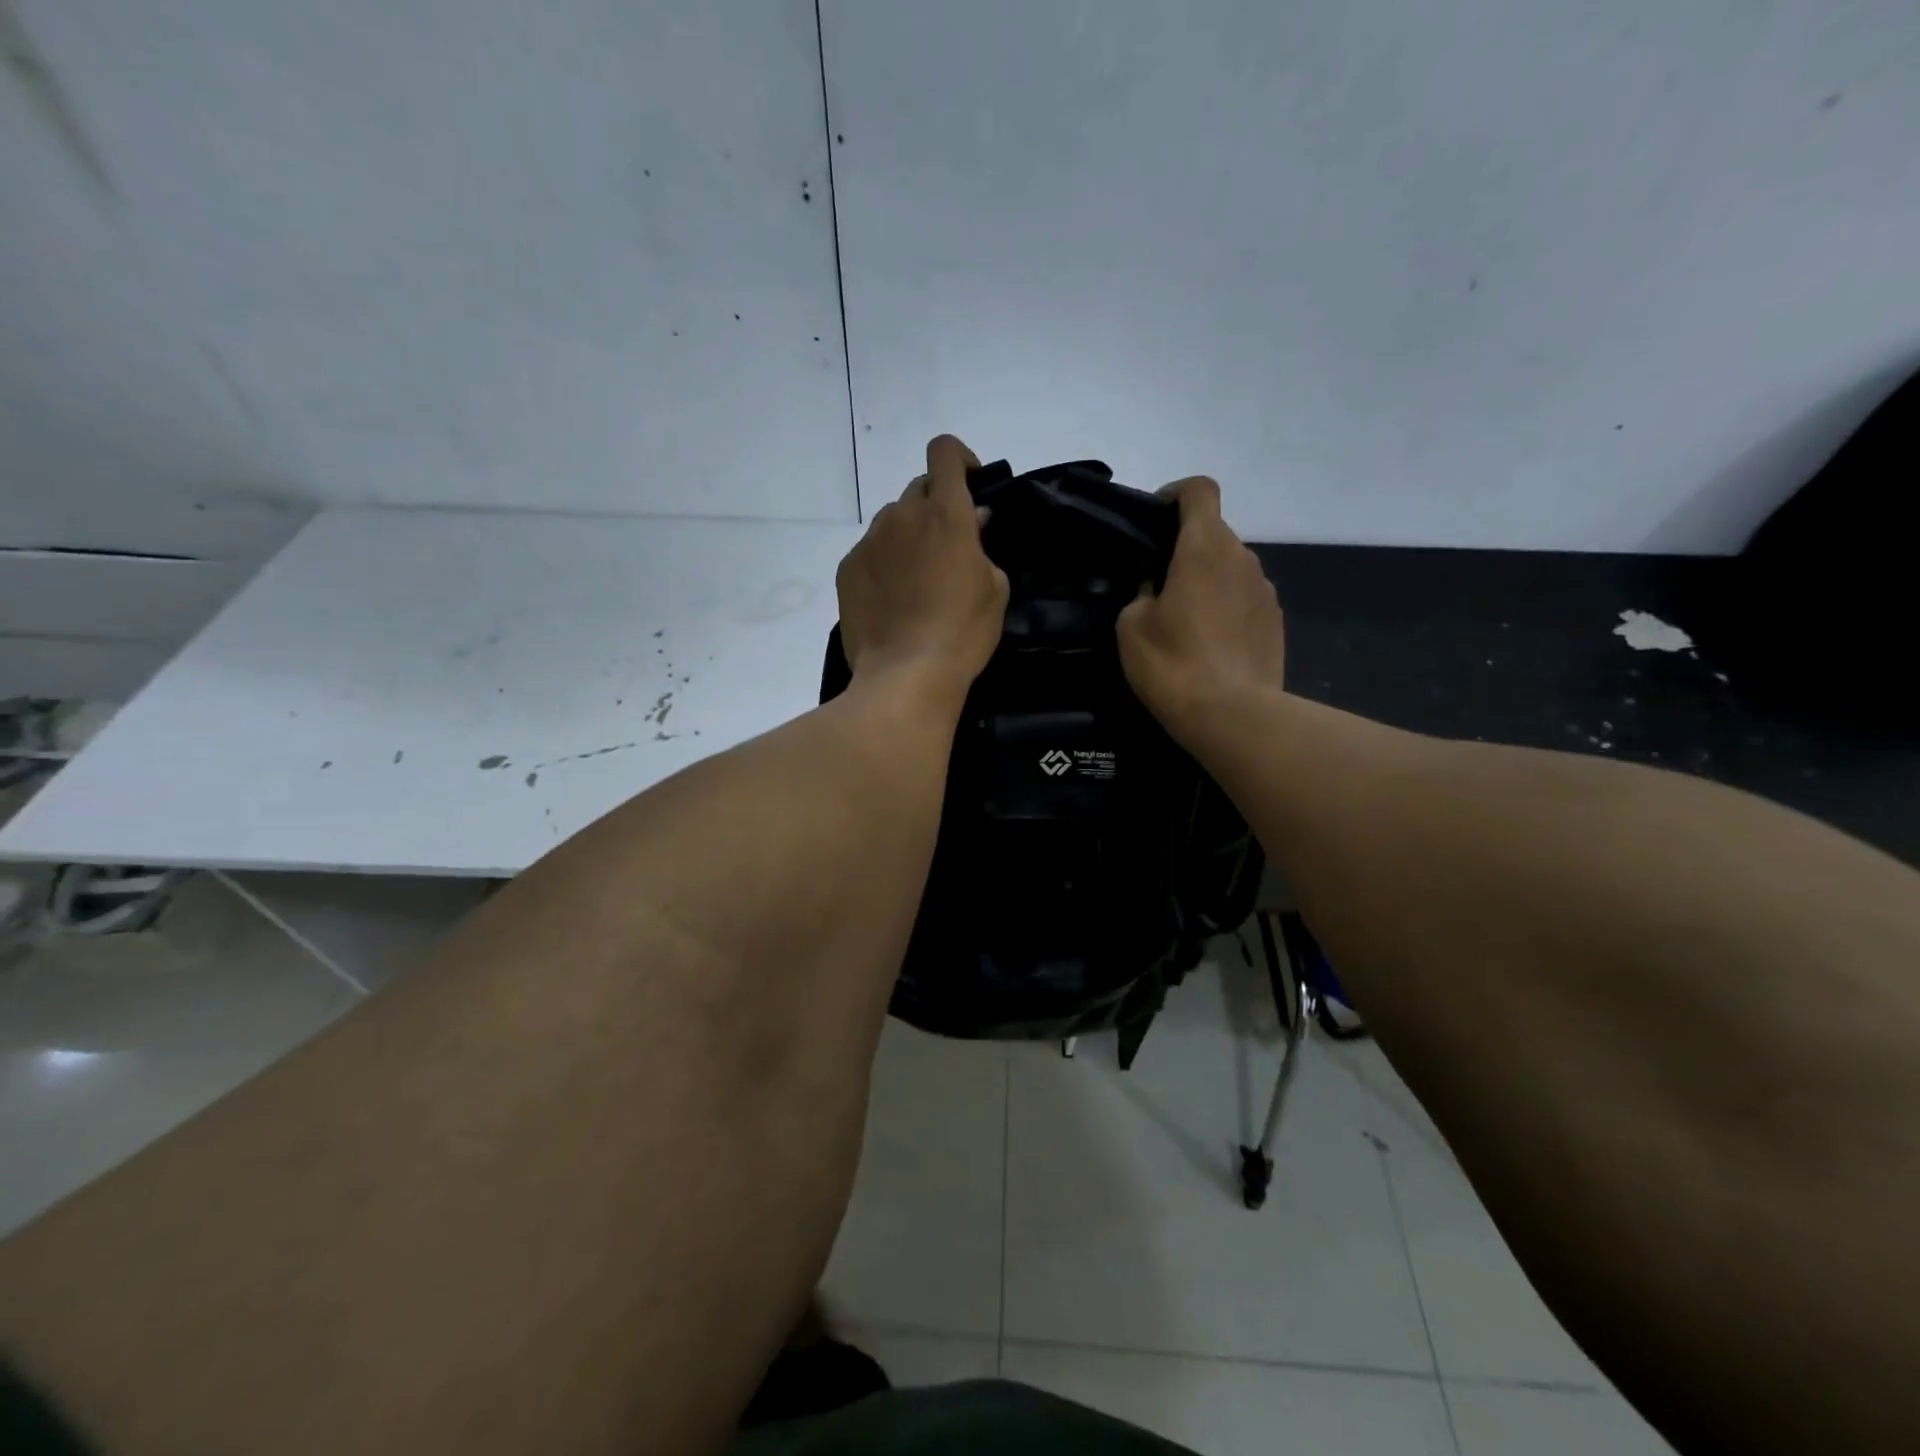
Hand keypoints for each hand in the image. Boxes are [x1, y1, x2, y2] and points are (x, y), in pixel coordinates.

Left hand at [836, 434, 1009, 710]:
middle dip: (935, 507)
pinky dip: (884, 563)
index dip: (959, 459)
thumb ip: (983, 547)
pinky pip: (870, 552)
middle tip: (948, 547)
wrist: (905, 675)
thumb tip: (973, 524)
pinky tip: (892, 599)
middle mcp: (901, 515)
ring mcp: (869, 542)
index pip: (945, 451)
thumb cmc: (962, 632)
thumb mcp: (995, 589)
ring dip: (908, 536)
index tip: (970, 487)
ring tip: (917, 579)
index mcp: (944, 513)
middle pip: (918, 489)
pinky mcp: (847, 569)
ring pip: (892, 522)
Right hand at [1118, 476, 1285, 742]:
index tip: (1155, 519)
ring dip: (1208, 581)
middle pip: (1214, 533)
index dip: (1175, 494)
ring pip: (1231, 569)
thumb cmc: (1173, 663)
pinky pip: (1245, 600)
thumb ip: (1141, 593)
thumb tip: (1157, 589)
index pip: (1199, 491)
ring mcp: (1265, 590)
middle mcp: (1242, 557)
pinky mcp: (1276, 622)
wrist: (1232, 715)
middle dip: (1185, 550)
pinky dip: (1227, 609)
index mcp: (1204, 548)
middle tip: (1158, 586)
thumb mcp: (1131, 626)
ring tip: (1185, 623)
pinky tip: (1210, 646)